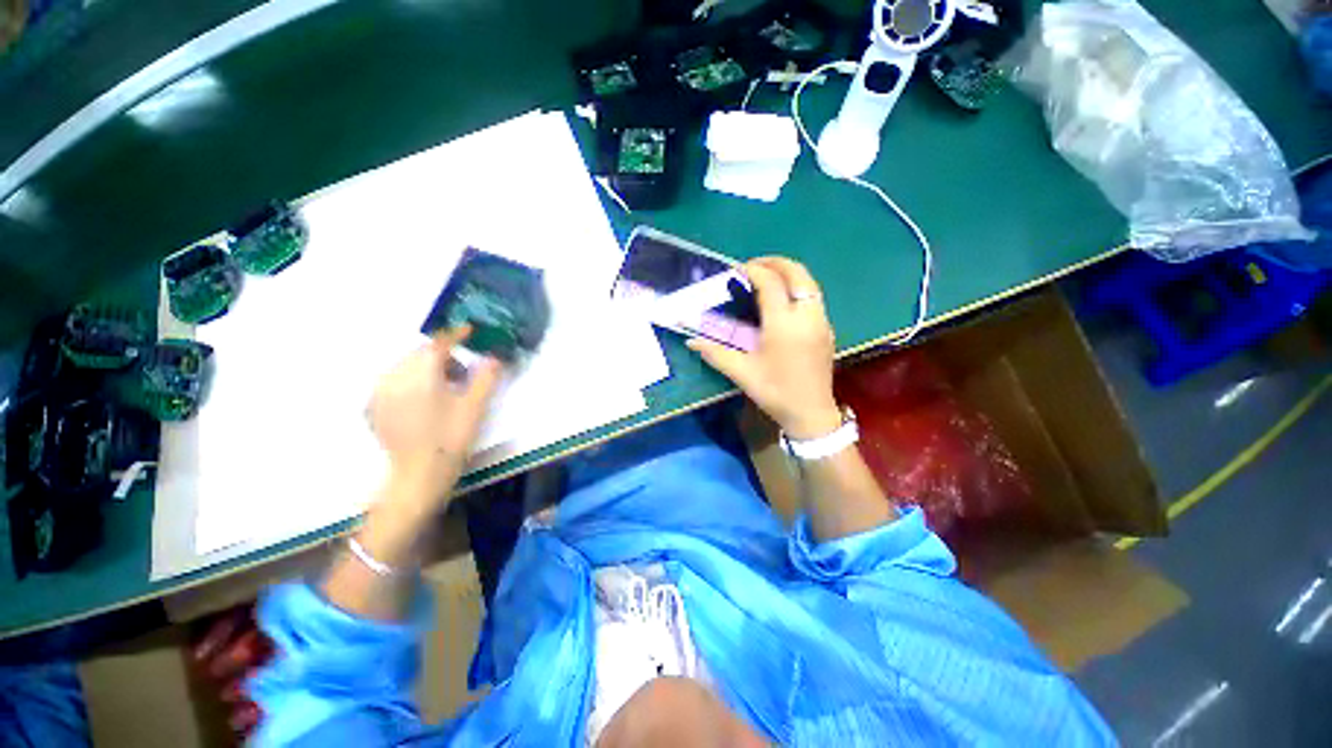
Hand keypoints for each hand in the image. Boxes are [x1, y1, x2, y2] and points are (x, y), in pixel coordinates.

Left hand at [368, 326, 502, 504]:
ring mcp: (380, 394)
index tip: (470, 331)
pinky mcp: (375, 409)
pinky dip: (410, 381)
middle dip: (443, 356)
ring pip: (405, 368)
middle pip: (419, 355)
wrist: (419, 476)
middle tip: (463, 373)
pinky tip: (423, 399)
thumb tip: (494, 358)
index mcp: (420, 376)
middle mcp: (395, 379)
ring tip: (445, 388)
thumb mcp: (475, 407)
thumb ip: (485, 378)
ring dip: (427, 368)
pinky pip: (393, 383)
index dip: (455, 335)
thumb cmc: (451, 439)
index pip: (438, 345)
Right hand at [688, 257, 841, 439]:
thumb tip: (691, 341)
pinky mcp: (827, 329)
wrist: (811, 414)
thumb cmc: (775, 392)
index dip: (753, 271)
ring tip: (766, 278)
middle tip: (753, 265)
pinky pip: (814, 297)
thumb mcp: (741, 372)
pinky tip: (782, 301)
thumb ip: (715, 353)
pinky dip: (797, 288)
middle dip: (775, 262)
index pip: (770, 283)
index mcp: (784, 324)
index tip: (736, 269)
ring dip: (788, 273)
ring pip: (809, 283)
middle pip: (797, 273)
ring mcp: (821, 321)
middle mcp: (807, 316)